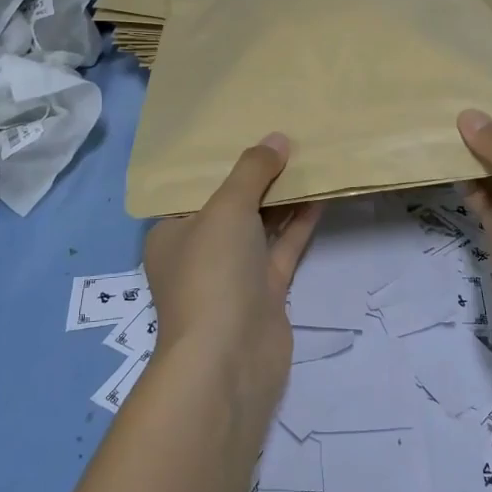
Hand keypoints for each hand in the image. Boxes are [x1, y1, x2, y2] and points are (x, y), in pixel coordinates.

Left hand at [142, 134, 322, 411]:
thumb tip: (277, 139)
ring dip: (282, 198)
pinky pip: (282, 248)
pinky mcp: (264, 292)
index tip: (248, 131)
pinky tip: (320, 195)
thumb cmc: (212, 272)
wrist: (229, 359)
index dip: (221, 161)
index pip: (195, 189)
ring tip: (308, 158)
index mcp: (172, 232)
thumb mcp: (226, 209)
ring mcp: (233, 274)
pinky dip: (298, 224)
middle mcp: (200, 251)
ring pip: (260, 227)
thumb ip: (252, 171)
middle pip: (231, 205)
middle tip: (285, 139)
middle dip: (257, 176)